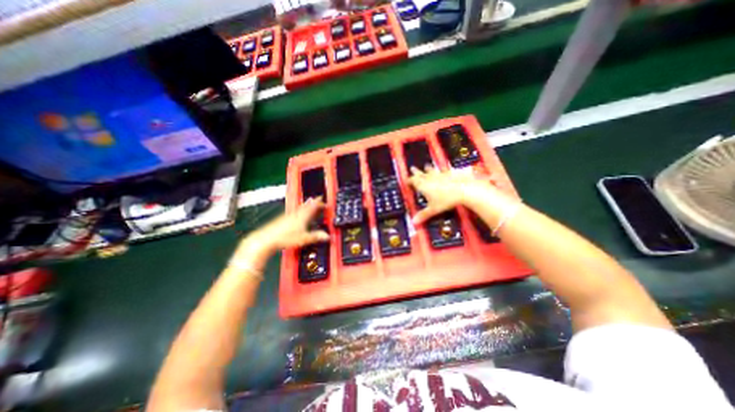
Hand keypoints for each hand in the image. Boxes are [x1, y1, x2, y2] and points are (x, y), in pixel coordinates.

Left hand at [240, 196, 328, 256]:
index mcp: (303, 216)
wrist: (266, 239)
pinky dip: (300, 210)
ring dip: (307, 205)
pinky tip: (298, 214)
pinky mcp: (283, 219)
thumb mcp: (304, 238)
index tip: (325, 202)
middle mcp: (296, 213)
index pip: (314, 206)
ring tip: (310, 203)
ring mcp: (289, 215)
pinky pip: (295, 211)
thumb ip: (316, 236)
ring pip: (301, 207)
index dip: (320, 203)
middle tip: (319, 199)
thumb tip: (327, 236)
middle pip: (307, 205)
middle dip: (314, 202)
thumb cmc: (285, 237)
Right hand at [411, 166, 495, 224]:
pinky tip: (444, 168)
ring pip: (431, 170)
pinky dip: (442, 169)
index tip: (406, 180)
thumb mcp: (433, 209)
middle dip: (416, 172)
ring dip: (427, 169)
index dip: (409, 180)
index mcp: (423, 185)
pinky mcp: (449, 173)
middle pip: (420, 173)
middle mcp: (429, 178)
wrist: (463, 189)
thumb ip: (423, 215)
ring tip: (426, 166)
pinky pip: (444, 170)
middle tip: (412, 168)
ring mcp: (439, 174)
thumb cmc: (446, 200)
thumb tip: (414, 222)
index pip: (412, 181)